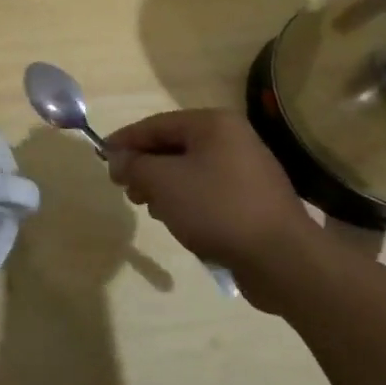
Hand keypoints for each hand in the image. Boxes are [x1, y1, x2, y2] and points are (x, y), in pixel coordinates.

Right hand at [106, 108, 333, 311]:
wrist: (283, 260)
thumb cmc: (216, 208)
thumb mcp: (163, 182)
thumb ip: (134, 165)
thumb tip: (117, 158)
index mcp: (213, 124)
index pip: (156, 124)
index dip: (126, 140)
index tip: (102, 157)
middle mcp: (234, 139)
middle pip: (174, 145)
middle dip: (145, 165)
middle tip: (124, 187)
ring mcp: (249, 170)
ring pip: (192, 169)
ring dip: (164, 185)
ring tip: (148, 206)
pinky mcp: (256, 200)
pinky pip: (210, 190)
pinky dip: (188, 199)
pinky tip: (177, 220)